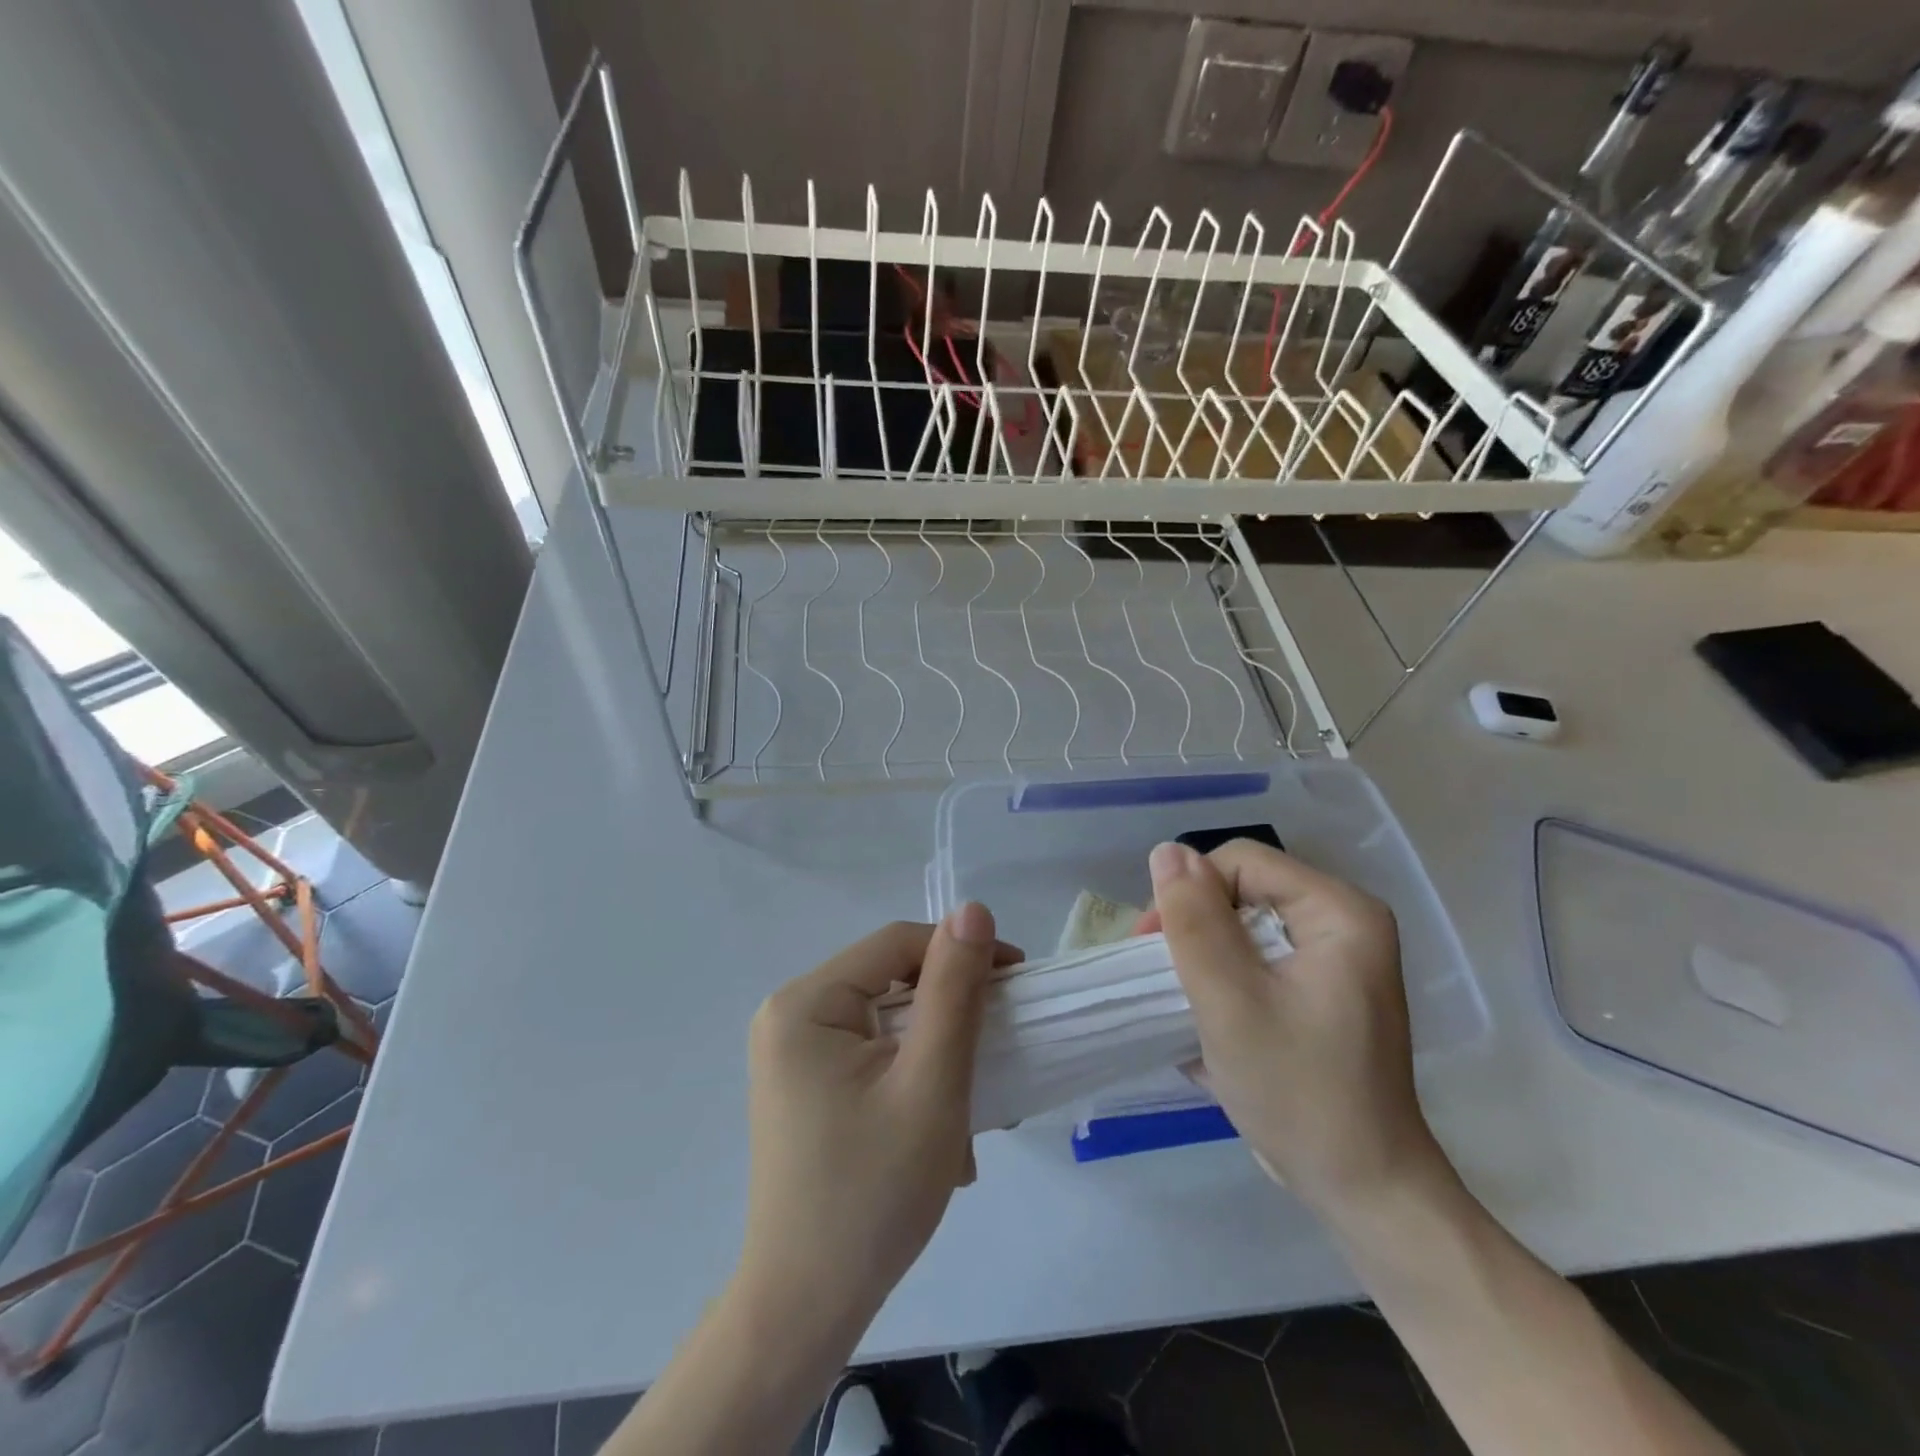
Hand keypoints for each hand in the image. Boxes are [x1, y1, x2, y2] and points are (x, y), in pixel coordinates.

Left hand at [736, 906, 1020, 1333]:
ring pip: (888, 1022)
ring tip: (968, 1114)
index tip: (1017, 986)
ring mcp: (794, 1055)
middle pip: (891, 982)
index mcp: (806, 1002)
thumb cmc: (872, 1193)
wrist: (804, 1311)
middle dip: (951, 1018)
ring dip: (938, 1057)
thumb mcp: (930, 1083)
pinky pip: (873, 1056)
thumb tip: (972, 909)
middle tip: (997, 1058)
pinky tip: (936, 1138)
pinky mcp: (806, 1087)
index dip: (962, 953)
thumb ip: (954, 990)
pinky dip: (912, 1080)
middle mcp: (790, 1015)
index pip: (898, 943)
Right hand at [1143, 840, 1449, 1216]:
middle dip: (1195, 931)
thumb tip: (1166, 850)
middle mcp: (1344, 923)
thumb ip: (1194, 921)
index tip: (1154, 948)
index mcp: (1339, 911)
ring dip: (1205, 962)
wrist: (1365, 1192)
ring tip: (1186, 1007)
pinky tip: (1212, 1025)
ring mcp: (1336, 960)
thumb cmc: (1299, 1092)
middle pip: (1243, 892)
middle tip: (1167, 982)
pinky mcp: (1323, 992)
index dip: (1188, 893)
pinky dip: (1226, 983)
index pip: (1240, 863)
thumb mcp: (1230, 1001)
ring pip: (1244, 928)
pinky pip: (1258, 961)